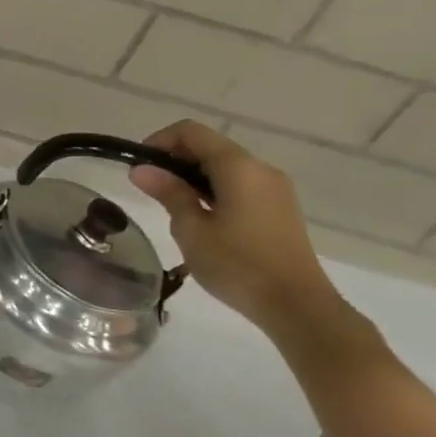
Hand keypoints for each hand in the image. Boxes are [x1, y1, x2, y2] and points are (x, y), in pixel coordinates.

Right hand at [128, 120, 343, 334]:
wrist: (296, 304)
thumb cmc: (237, 264)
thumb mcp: (191, 229)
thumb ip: (168, 193)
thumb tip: (141, 168)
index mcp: (239, 168)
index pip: (192, 132)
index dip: (160, 141)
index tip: (139, 167)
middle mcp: (261, 169)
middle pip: (210, 146)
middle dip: (175, 159)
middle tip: (149, 188)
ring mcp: (274, 188)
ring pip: (225, 166)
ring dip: (193, 175)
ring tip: (171, 204)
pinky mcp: (279, 207)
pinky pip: (240, 183)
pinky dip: (213, 188)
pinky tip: (200, 216)